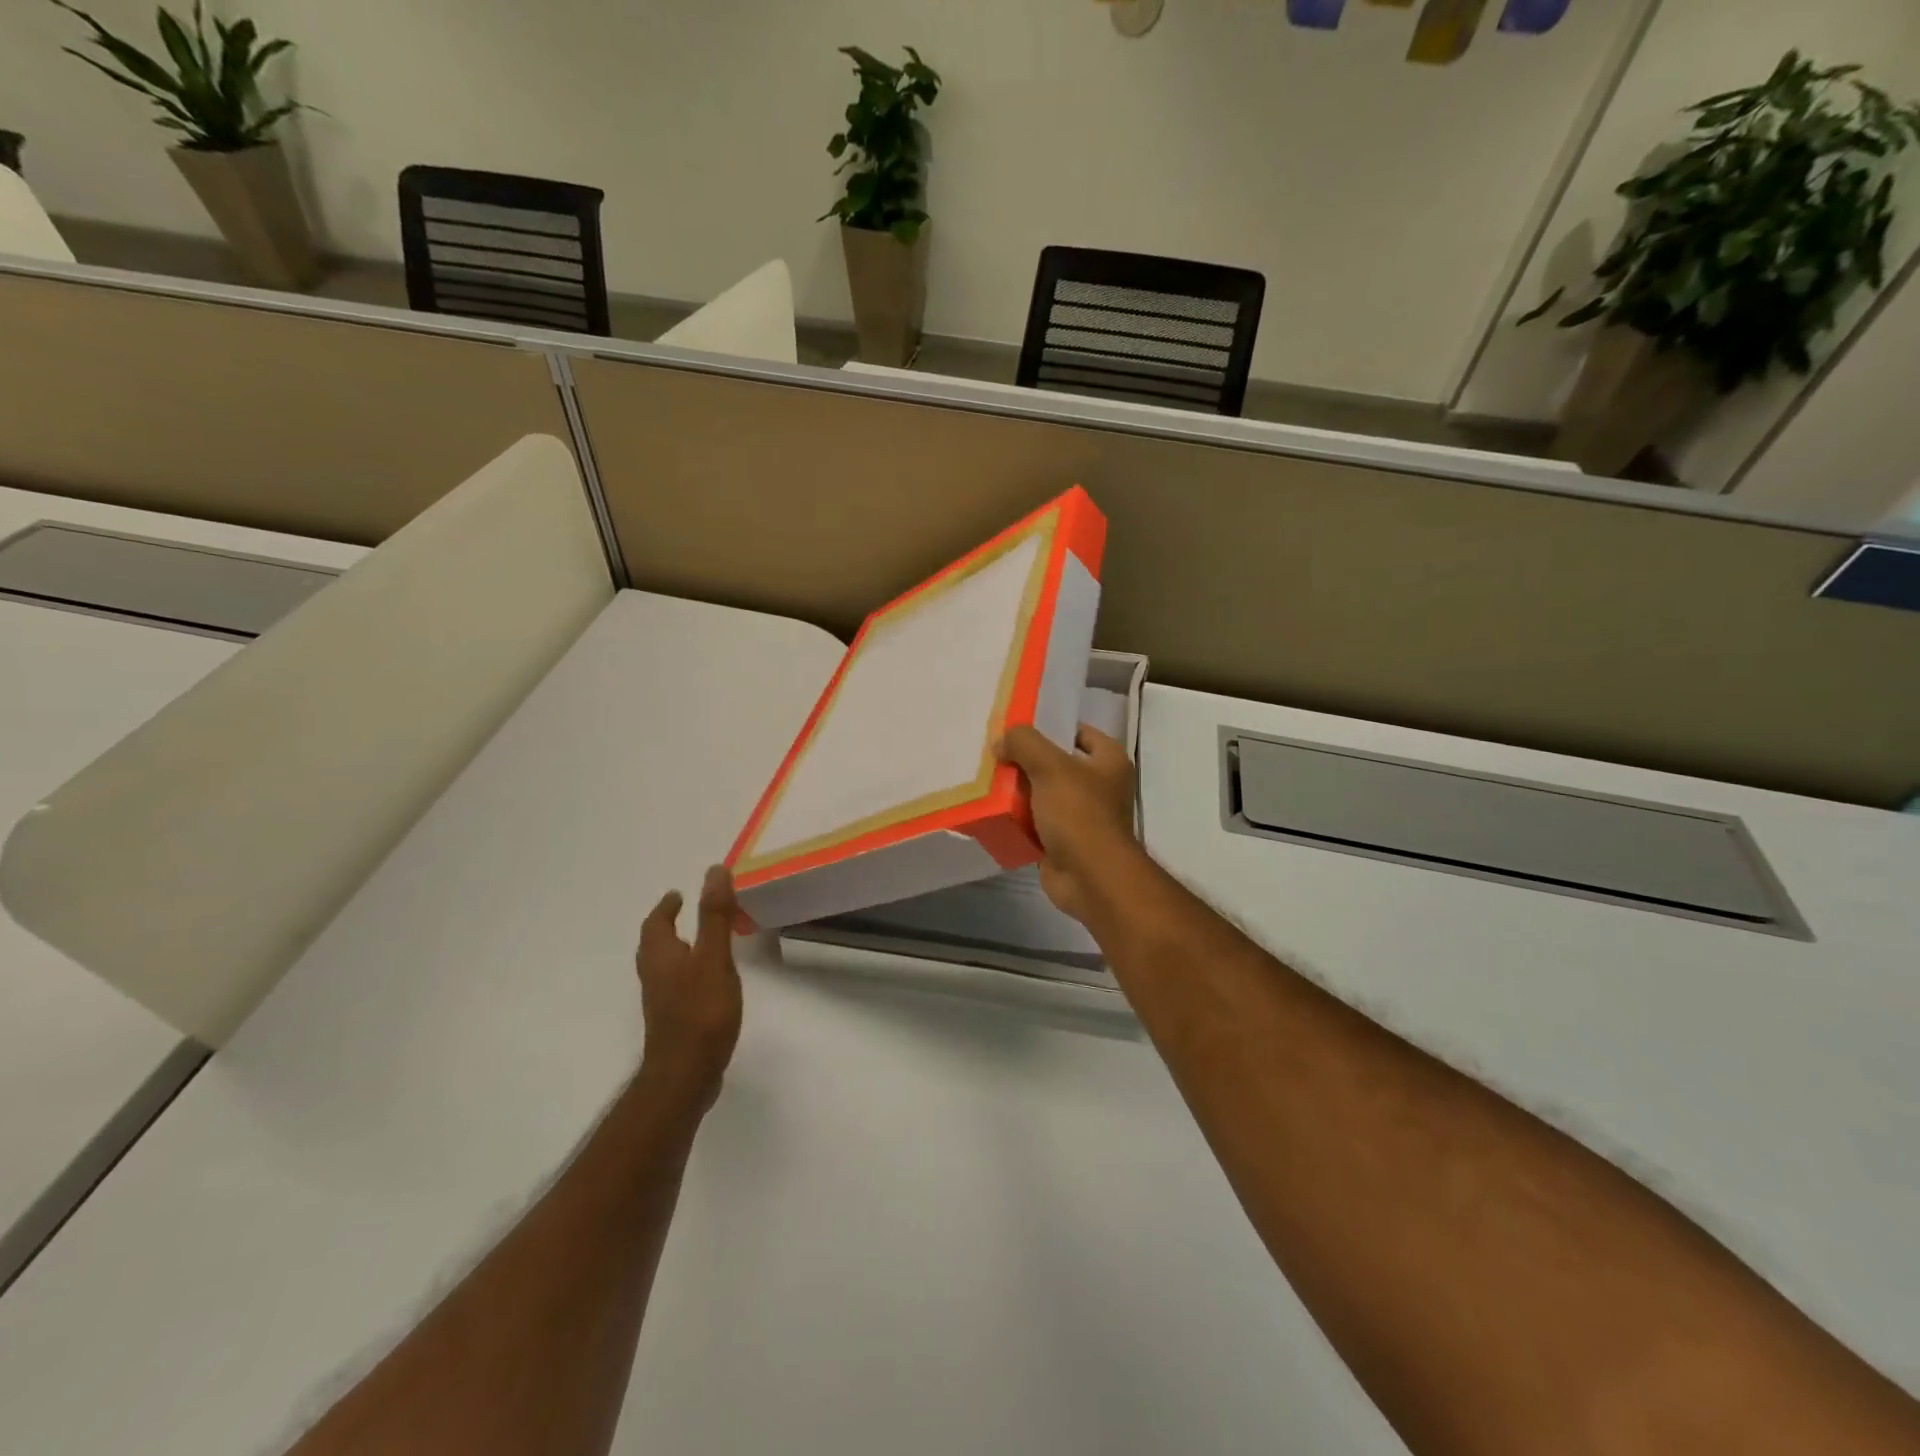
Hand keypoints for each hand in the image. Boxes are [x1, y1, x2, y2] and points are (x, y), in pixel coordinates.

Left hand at [636, 865, 743, 1107]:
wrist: (685, 1075)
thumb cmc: (700, 1012)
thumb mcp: (714, 957)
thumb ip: (715, 916)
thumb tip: (713, 871)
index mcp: (661, 956)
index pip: (656, 924)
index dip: (665, 908)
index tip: (677, 895)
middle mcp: (655, 976)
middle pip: (654, 945)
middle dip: (666, 926)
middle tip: (683, 912)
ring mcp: (661, 1002)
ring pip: (663, 966)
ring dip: (674, 949)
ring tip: (695, 941)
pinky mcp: (673, 1021)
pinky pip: (675, 985)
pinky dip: (685, 971)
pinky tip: (704, 981)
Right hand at [998, 723, 1141, 924]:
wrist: (1090, 878)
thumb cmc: (1079, 814)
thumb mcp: (1050, 766)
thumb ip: (1024, 743)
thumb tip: (1002, 741)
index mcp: (1109, 762)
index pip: (1080, 733)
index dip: (1052, 727)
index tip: (1019, 728)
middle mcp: (1100, 787)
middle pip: (1057, 764)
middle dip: (1027, 761)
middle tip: (995, 752)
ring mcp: (1082, 817)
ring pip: (1043, 795)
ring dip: (1018, 791)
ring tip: (987, 780)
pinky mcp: (1063, 842)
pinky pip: (1035, 823)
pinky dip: (1017, 820)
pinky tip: (992, 811)